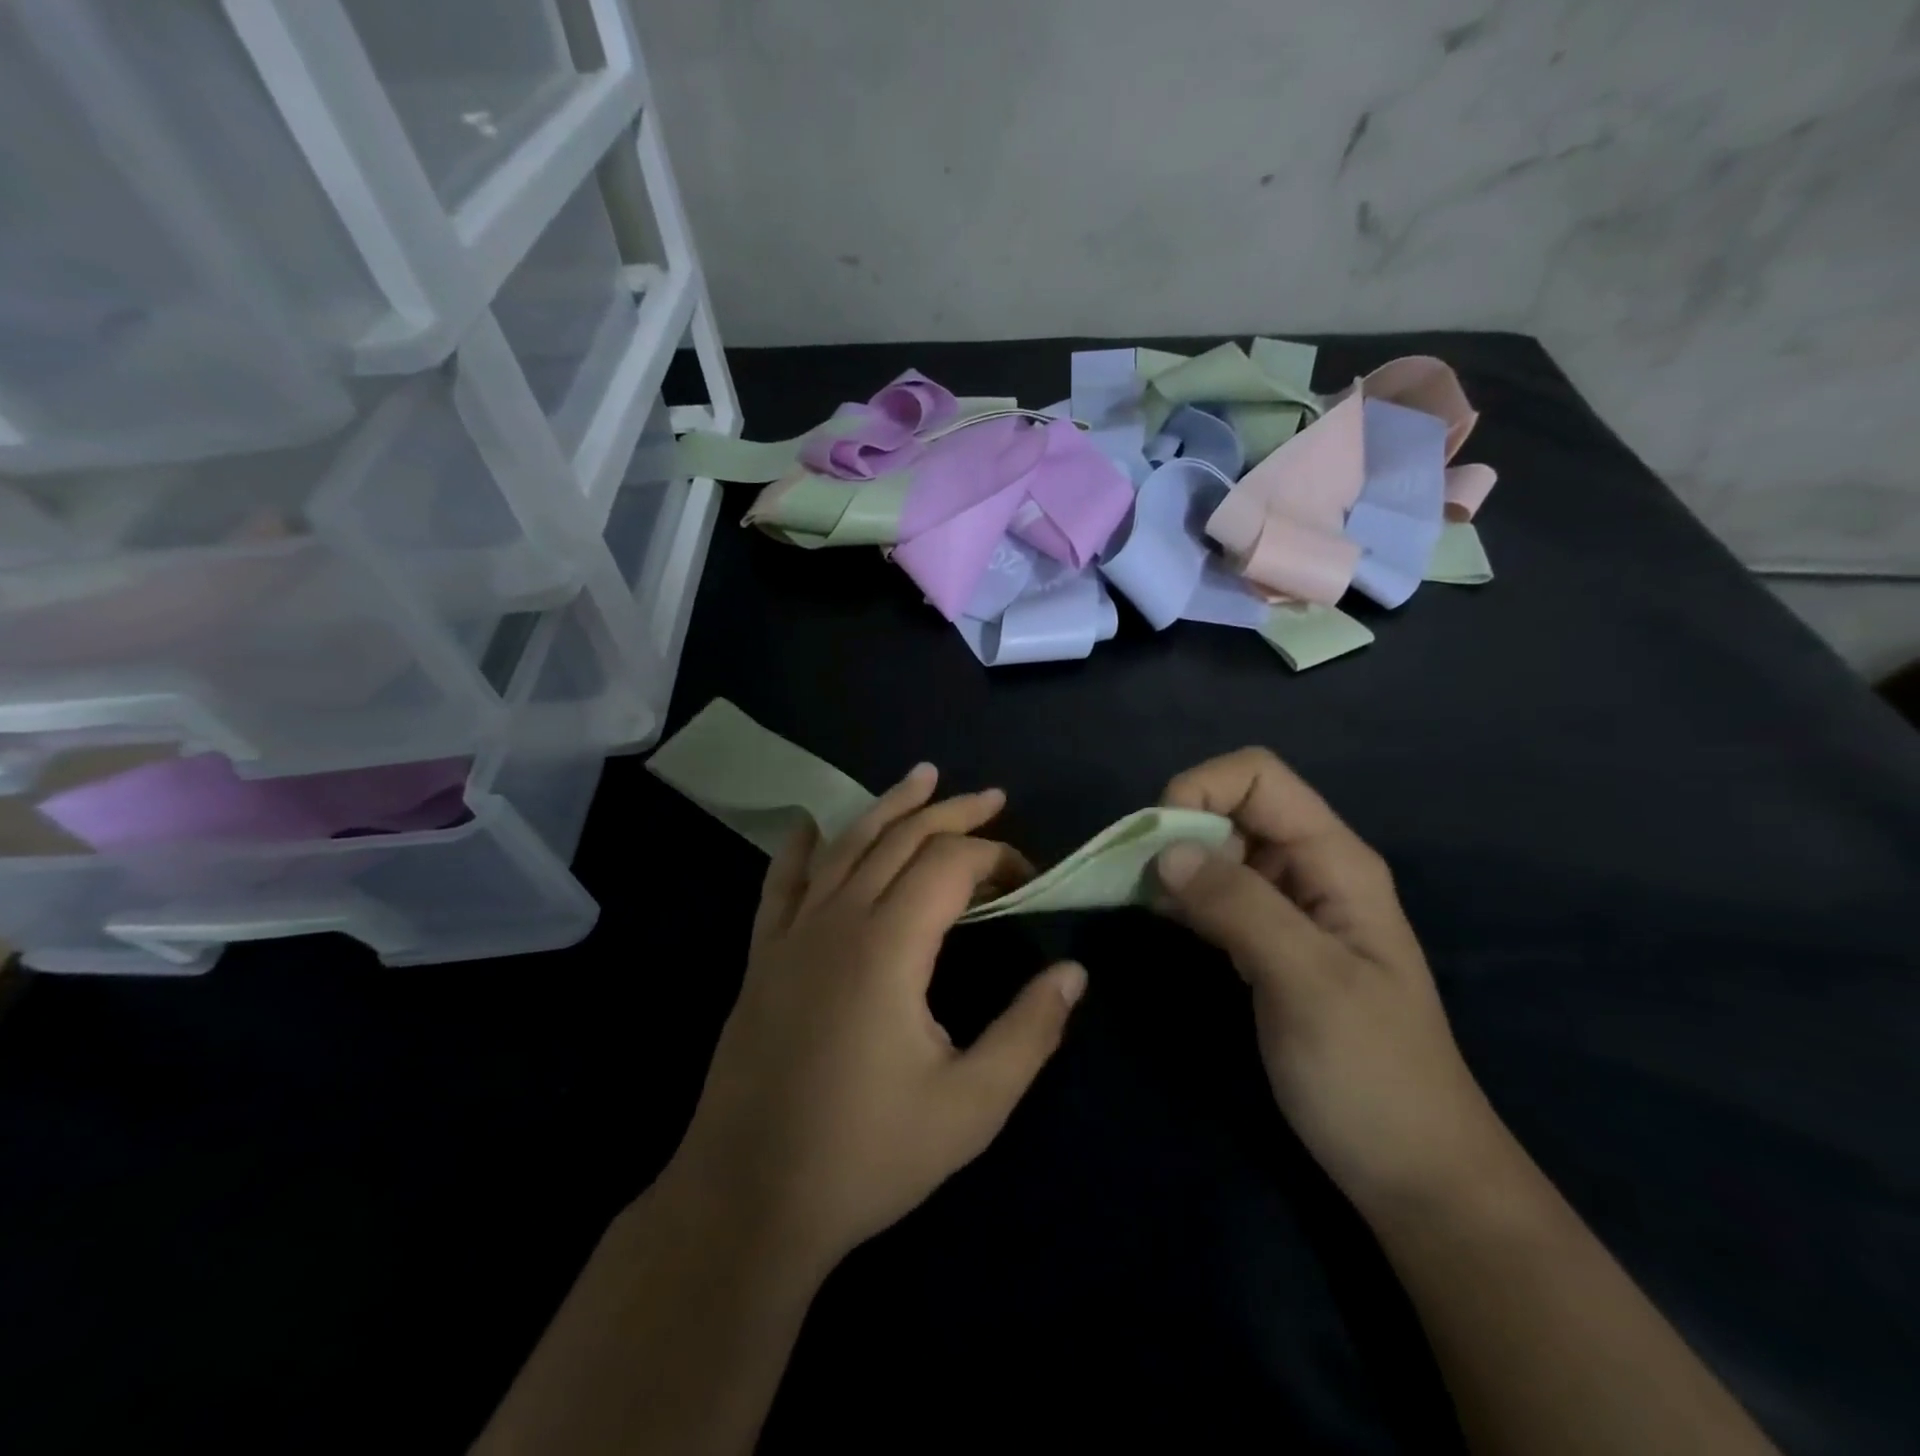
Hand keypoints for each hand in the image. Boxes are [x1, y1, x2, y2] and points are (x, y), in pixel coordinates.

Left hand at [664, 763, 1086, 1273]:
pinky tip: (810, 825)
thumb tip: (1075, 974)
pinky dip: (801, 848)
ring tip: (922, 777)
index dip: (996, 857)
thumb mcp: (970, 1106)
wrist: (748, 1201)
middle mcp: (838, 921)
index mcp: (889, 946)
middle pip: (900, 840)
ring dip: (888, 808)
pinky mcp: (761, 957)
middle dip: (951, 814)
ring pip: (846, 846)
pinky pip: (782, 884)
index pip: (950, 865)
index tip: (1029, 878)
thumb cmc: (867, 1156)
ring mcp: (791, 935)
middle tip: (992, 798)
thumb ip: (1029, 1032)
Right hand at [1154, 749, 1509, 1212]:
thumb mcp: (1308, 983)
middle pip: (1232, 806)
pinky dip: (1180, 895)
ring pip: (1218, 850)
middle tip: (1137, 878)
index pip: (1257, 777)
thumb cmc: (1371, 1074)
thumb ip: (1239, 906)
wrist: (1413, 1172)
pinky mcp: (1266, 943)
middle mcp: (1309, 870)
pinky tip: (1158, 918)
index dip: (1201, 790)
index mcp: (1334, 860)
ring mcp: (1288, 907)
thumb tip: (1165, 850)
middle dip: (1178, 826)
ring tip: (1137, 897)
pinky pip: (1215, 894)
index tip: (1159, 846)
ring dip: (1173, 861)